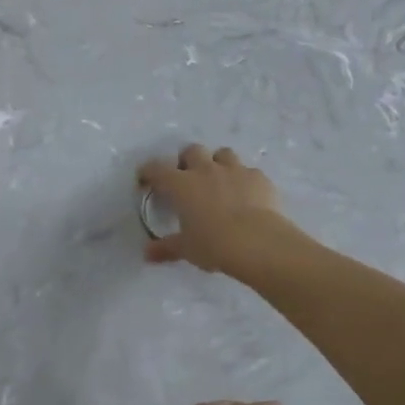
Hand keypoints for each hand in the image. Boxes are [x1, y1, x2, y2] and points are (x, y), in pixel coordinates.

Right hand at [137, 144, 298, 279]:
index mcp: (181, 185)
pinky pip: (249, 171)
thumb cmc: (214, 245)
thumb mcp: (186, 249)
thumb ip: (166, 248)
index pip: (157, 169)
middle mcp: (206, 170)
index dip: (148, 172)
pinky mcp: (258, 177)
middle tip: (188, 179)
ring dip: (218, 163)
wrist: (258, 242)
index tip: (145, 180)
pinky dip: (244, 180)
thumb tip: (147, 254)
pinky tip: (247, 196)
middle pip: (192, 151)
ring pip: (223, 153)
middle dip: (188, 161)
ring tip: (219, 182)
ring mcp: (235, 170)